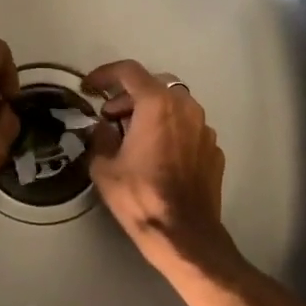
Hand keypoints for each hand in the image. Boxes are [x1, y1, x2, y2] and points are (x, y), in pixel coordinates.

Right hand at [85, 60, 235, 276]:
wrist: (184, 234)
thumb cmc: (140, 197)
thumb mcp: (104, 168)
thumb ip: (100, 138)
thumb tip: (103, 128)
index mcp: (157, 105)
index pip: (130, 71)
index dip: (106, 73)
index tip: (91, 86)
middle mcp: (186, 107)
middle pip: (155, 85)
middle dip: (129, 96)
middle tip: (110, 116)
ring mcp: (205, 128)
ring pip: (175, 106)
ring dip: (152, 113)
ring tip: (132, 136)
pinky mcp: (214, 149)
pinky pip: (188, 129)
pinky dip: (170, 132)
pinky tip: (158, 156)